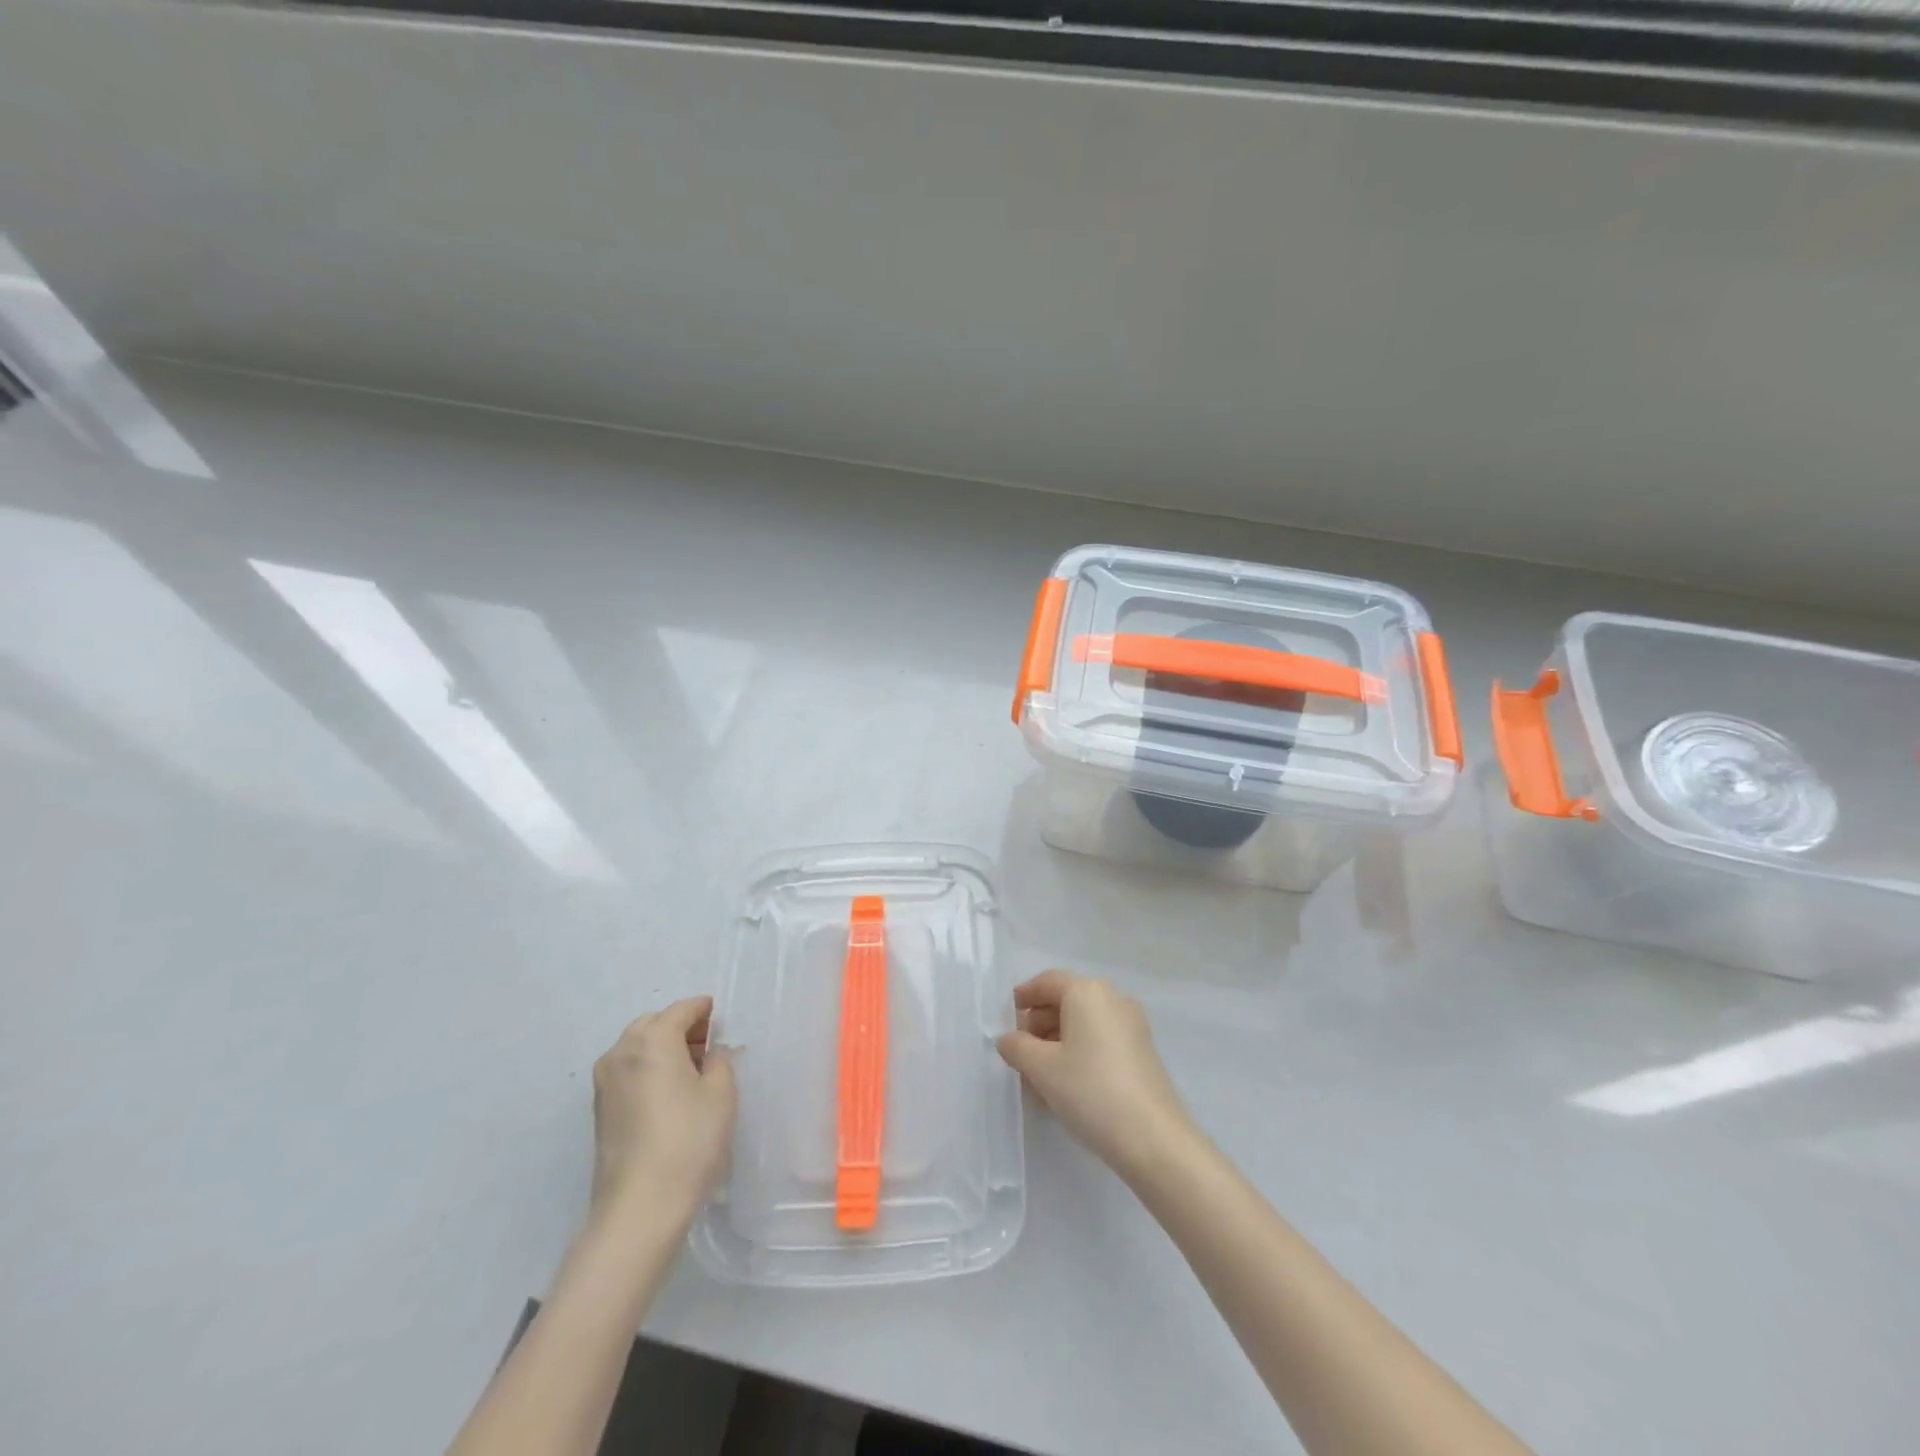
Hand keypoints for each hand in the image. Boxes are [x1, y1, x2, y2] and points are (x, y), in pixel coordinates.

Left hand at [590, 996, 735, 1225]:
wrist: (640, 1205)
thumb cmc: (689, 1139)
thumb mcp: (721, 1093)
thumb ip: (719, 1061)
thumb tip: (710, 1054)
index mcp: (652, 1039)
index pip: (681, 1010)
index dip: (703, 1009)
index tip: (720, 1017)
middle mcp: (621, 1052)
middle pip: (654, 1024)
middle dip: (680, 1027)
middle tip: (707, 1046)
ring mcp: (604, 1082)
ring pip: (637, 1047)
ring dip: (662, 1048)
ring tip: (690, 1071)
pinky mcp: (599, 1109)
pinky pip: (627, 1071)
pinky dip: (648, 1069)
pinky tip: (668, 1093)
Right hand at [996, 970, 1197, 1182]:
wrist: (1153, 1138)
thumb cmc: (1090, 1090)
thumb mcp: (1041, 1068)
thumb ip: (1017, 1047)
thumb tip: (1008, 1039)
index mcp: (1087, 992)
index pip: (1047, 981)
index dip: (1024, 997)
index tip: (1006, 1019)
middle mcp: (1112, 998)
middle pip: (1066, 1000)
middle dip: (1039, 1024)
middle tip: (1020, 1055)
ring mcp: (1132, 1025)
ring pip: (1083, 1024)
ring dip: (1057, 1042)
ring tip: (1039, 1078)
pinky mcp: (1142, 1051)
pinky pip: (1100, 1040)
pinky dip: (1079, 1052)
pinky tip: (1066, 1085)